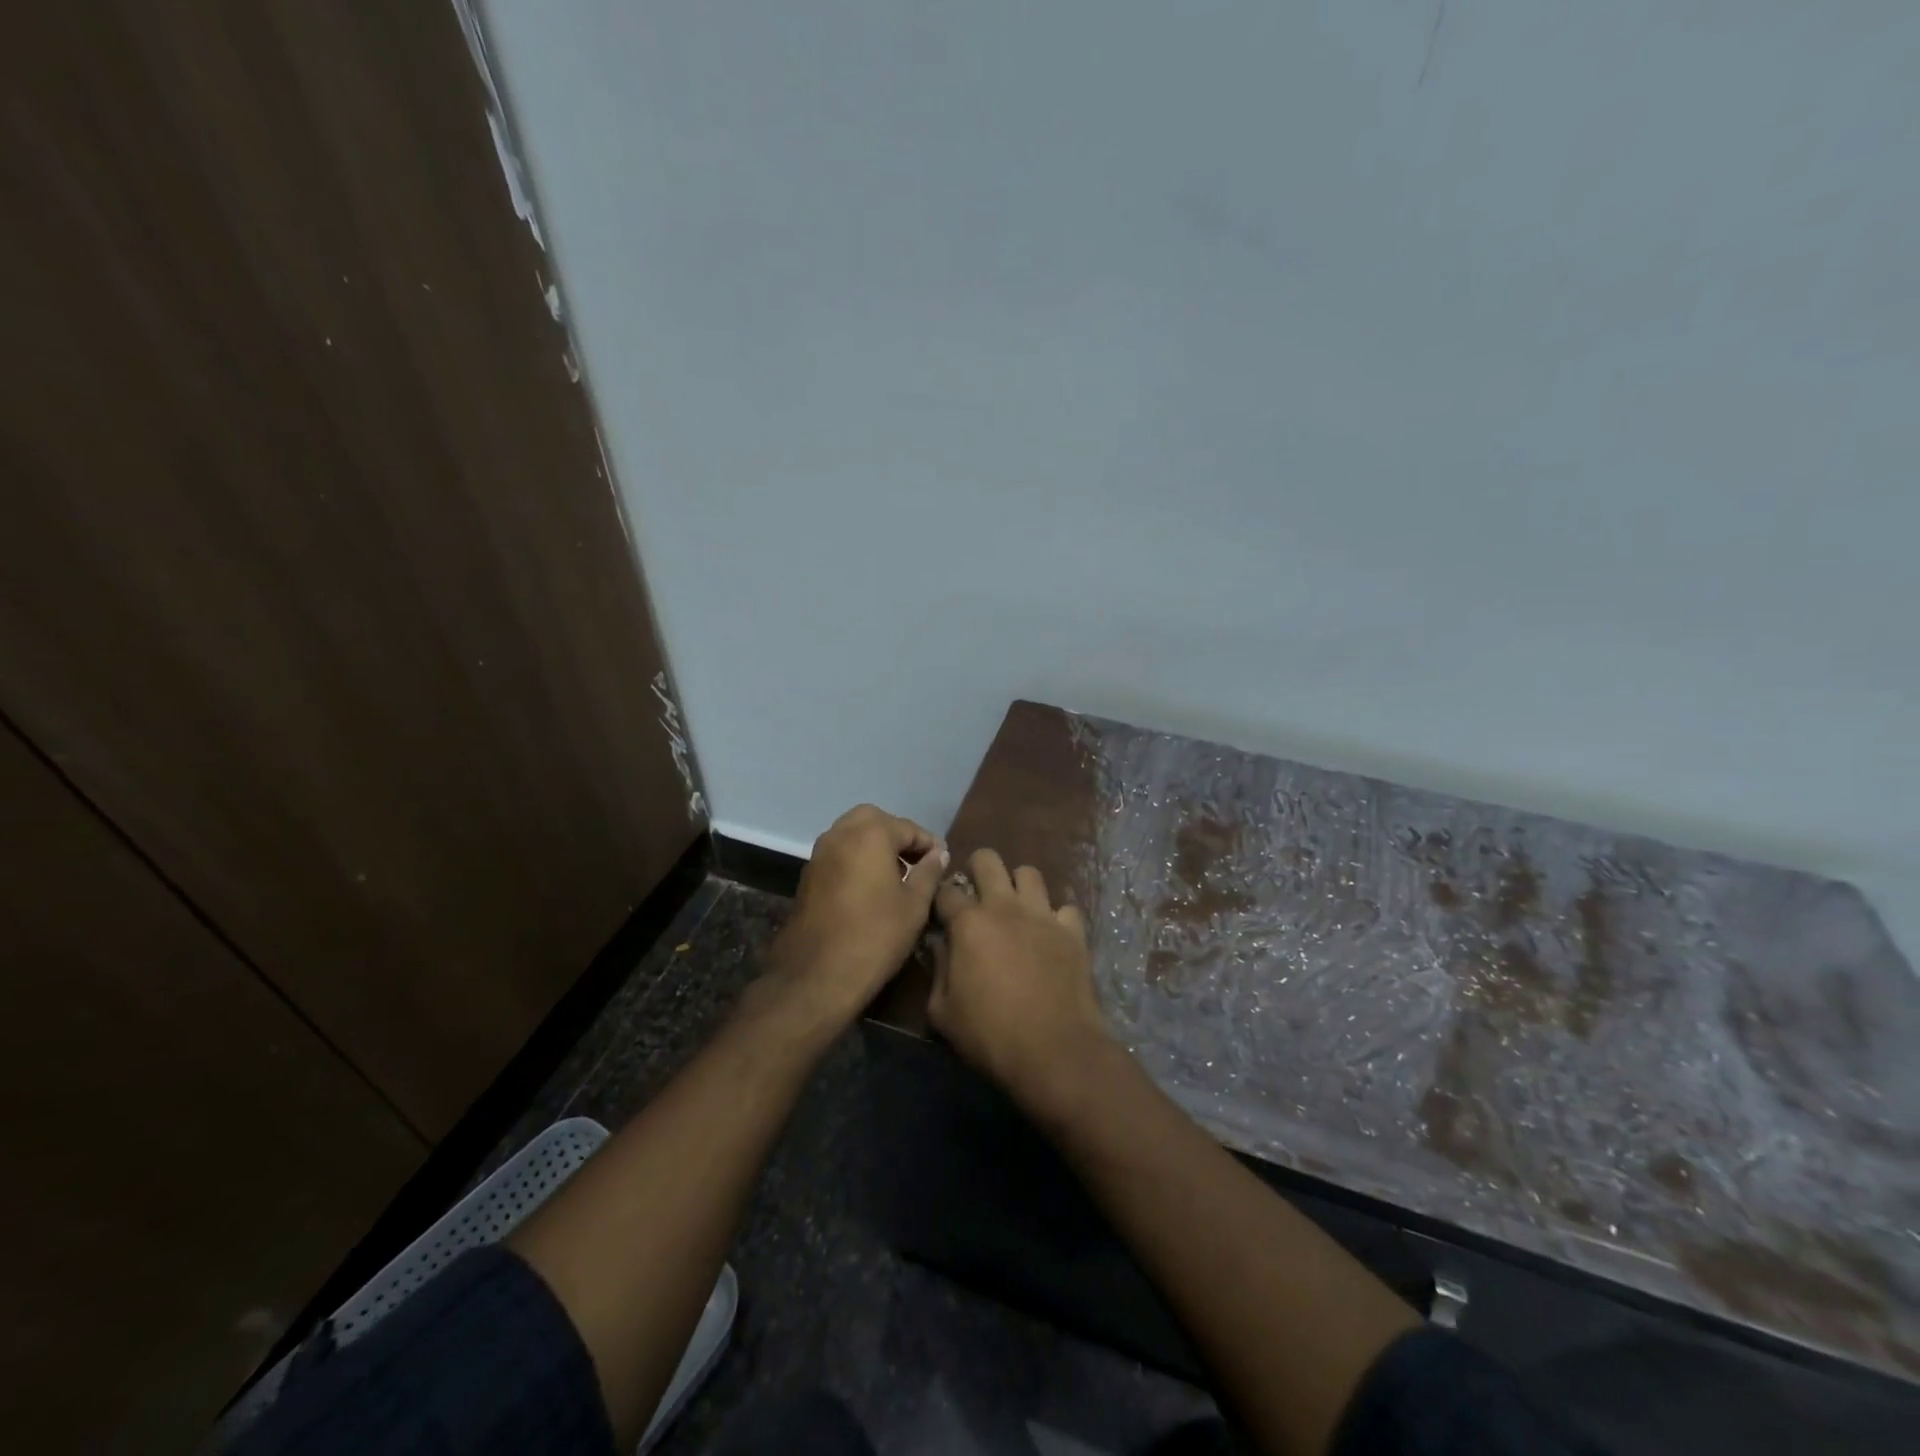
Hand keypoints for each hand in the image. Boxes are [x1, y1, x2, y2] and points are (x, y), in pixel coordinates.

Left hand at [769, 804, 947, 1024]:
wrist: (816, 975)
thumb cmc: (875, 936)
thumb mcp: (914, 905)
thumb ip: (929, 873)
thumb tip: (938, 854)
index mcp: (870, 834)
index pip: (908, 828)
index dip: (929, 844)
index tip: (943, 862)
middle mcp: (840, 834)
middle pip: (875, 821)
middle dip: (898, 836)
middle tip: (917, 862)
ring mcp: (819, 854)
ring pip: (852, 835)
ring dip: (875, 846)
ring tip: (897, 876)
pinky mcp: (808, 876)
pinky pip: (838, 854)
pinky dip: (857, 859)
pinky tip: (871, 888)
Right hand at [929, 849, 1112, 1110]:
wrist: (1054, 1050)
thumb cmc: (989, 1035)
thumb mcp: (942, 1011)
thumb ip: (938, 970)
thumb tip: (941, 946)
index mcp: (968, 923)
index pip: (946, 891)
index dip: (941, 900)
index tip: (942, 915)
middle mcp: (1005, 906)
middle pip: (988, 860)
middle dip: (978, 869)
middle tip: (977, 895)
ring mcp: (1043, 915)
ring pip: (1029, 873)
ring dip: (1018, 885)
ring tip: (1015, 908)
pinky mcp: (1072, 931)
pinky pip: (1065, 907)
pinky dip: (1056, 917)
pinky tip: (1051, 935)